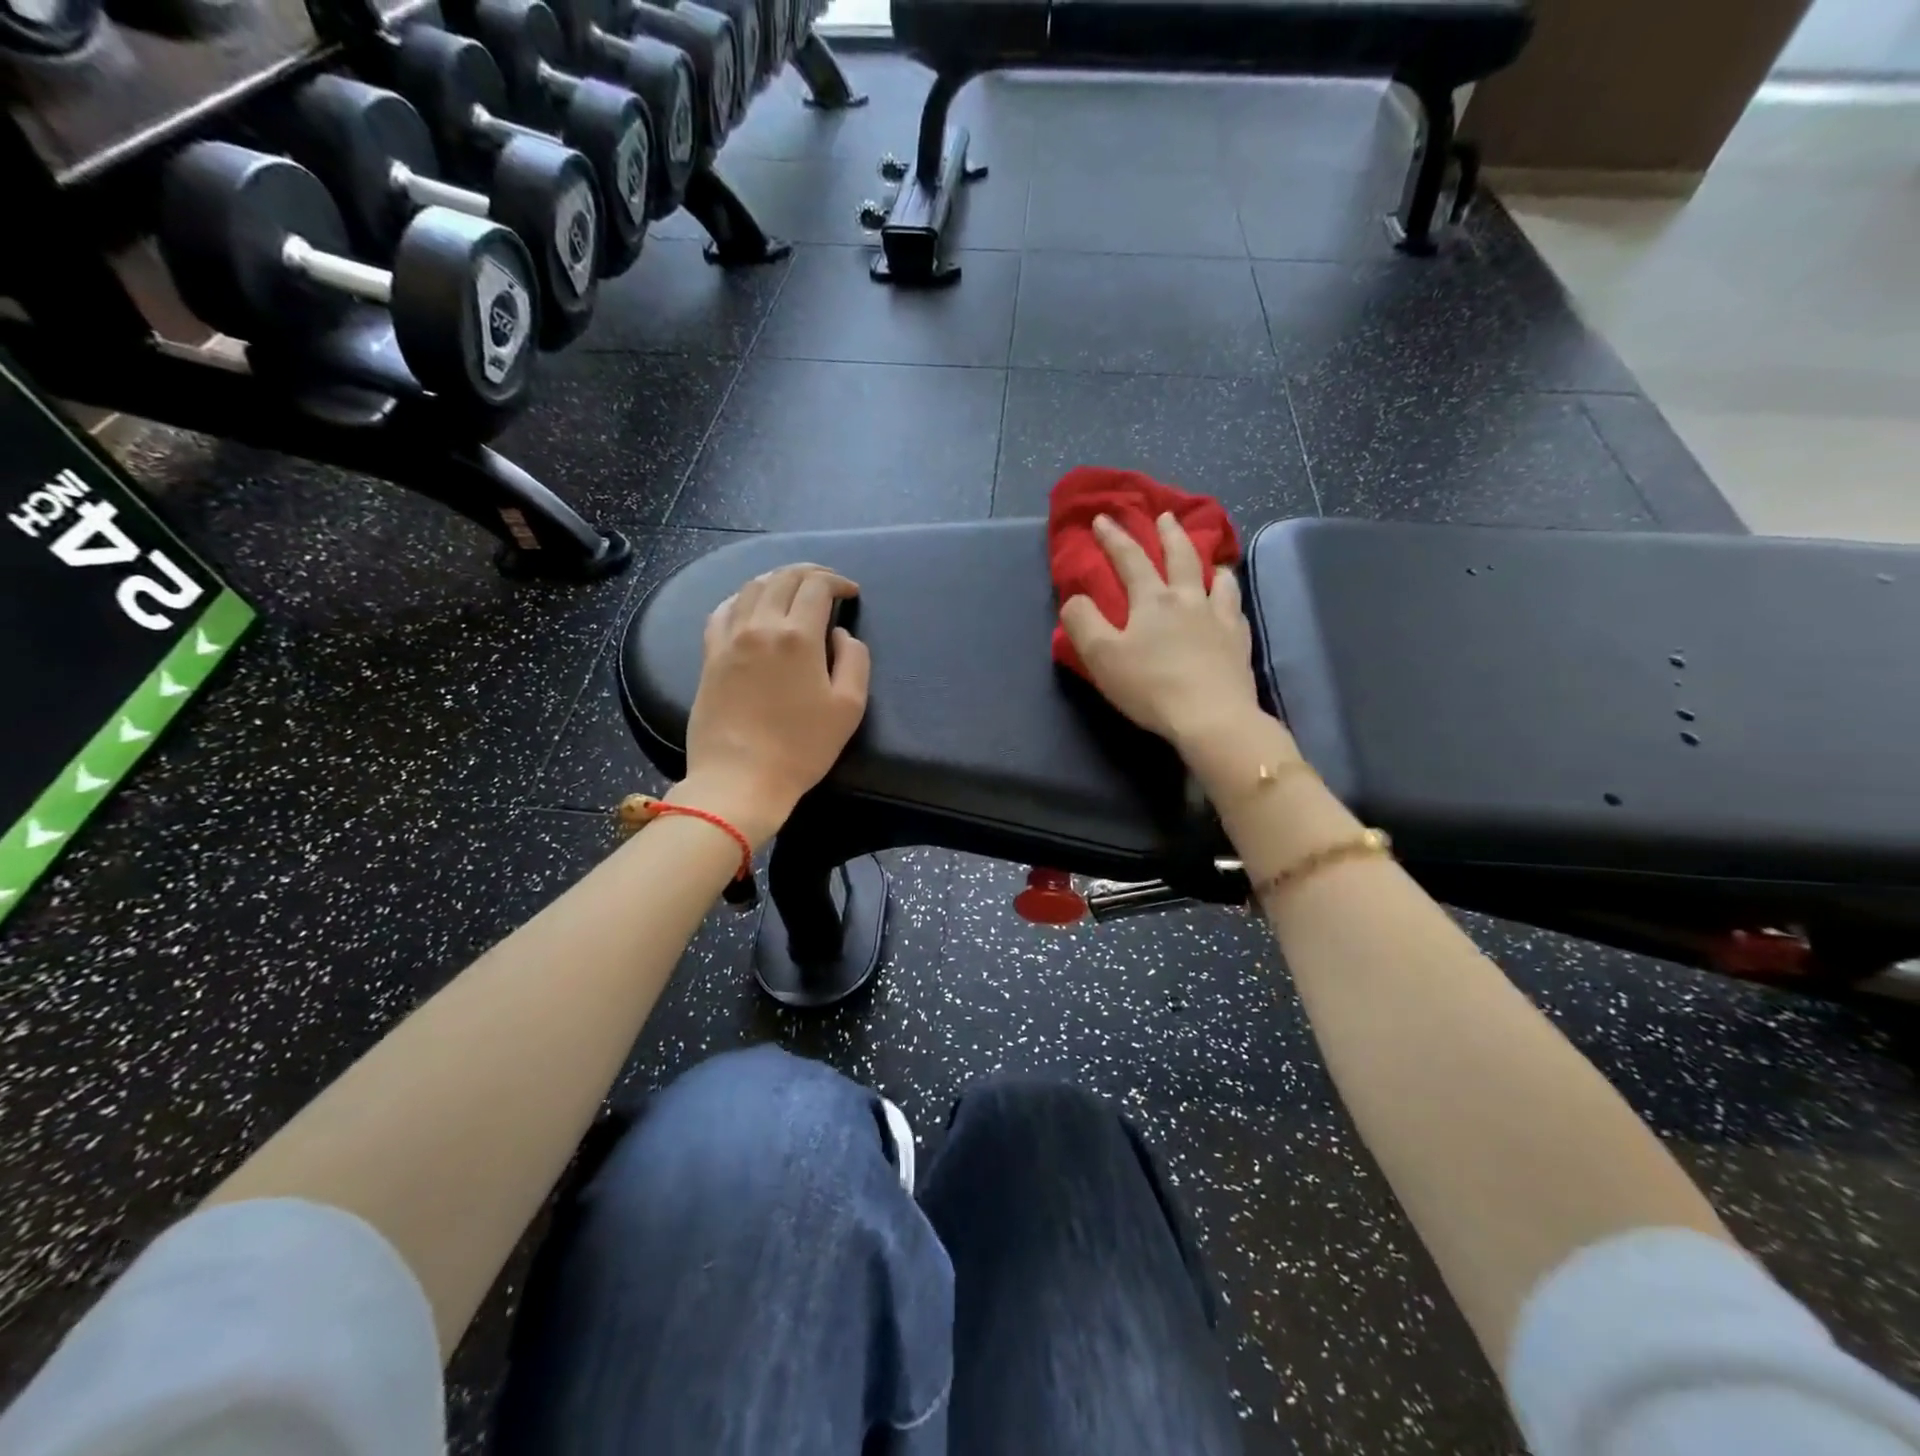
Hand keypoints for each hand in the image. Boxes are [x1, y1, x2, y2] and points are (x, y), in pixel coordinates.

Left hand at [677, 564, 869, 845]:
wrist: (740, 779)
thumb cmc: (802, 747)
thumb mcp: (849, 707)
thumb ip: (854, 660)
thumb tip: (840, 634)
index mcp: (798, 636)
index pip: (817, 586)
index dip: (837, 581)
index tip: (851, 592)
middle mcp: (761, 626)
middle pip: (783, 578)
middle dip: (809, 573)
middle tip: (827, 583)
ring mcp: (730, 639)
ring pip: (751, 588)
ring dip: (776, 579)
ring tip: (792, 588)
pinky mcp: (710, 656)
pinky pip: (723, 610)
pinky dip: (743, 598)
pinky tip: (751, 605)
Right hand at [1060, 513, 1260, 748]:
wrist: (1211, 717)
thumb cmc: (1150, 686)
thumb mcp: (1101, 656)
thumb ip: (1083, 622)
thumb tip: (1075, 599)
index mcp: (1152, 600)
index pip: (1130, 559)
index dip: (1113, 537)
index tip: (1102, 519)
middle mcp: (1189, 599)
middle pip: (1181, 556)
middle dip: (1169, 533)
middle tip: (1165, 517)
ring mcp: (1220, 618)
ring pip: (1218, 578)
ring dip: (1209, 563)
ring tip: (1208, 561)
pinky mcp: (1239, 642)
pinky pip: (1236, 609)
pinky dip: (1229, 598)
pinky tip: (1228, 605)